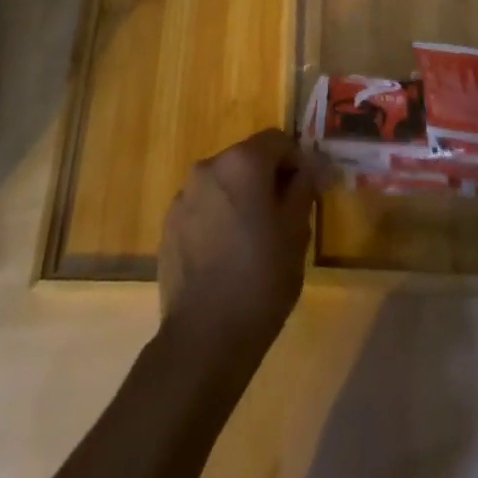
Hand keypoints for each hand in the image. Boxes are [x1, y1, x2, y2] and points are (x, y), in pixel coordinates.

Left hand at [158, 129, 315, 363]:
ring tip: (252, 241)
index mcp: (242, 162)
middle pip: (247, 159)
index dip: (296, 161)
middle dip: (266, 180)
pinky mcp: (168, 224)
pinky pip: (202, 208)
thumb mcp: (296, 233)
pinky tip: (226, 256)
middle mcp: (208, 167)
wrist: (204, 337)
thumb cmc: (260, 279)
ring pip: (223, 184)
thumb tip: (308, 168)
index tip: (306, 193)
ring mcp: (183, 196)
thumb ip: (303, 189)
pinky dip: (217, 219)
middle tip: (283, 219)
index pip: (277, 140)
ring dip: (240, 198)